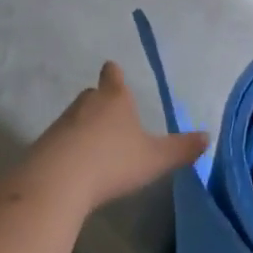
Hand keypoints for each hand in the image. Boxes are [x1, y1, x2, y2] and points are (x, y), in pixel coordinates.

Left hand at [1, 61, 209, 218]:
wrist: (58, 180)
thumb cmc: (112, 161)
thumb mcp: (154, 158)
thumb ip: (180, 148)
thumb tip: (207, 137)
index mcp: (115, 98)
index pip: (113, 75)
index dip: (114, 74)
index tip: (113, 72)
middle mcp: (87, 102)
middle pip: (94, 95)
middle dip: (102, 102)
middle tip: (113, 118)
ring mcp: (63, 122)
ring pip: (77, 117)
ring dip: (85, 127)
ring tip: (97, 148)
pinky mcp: (45, 144)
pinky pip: (62, 140)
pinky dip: (69, 148)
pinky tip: (77, 168)